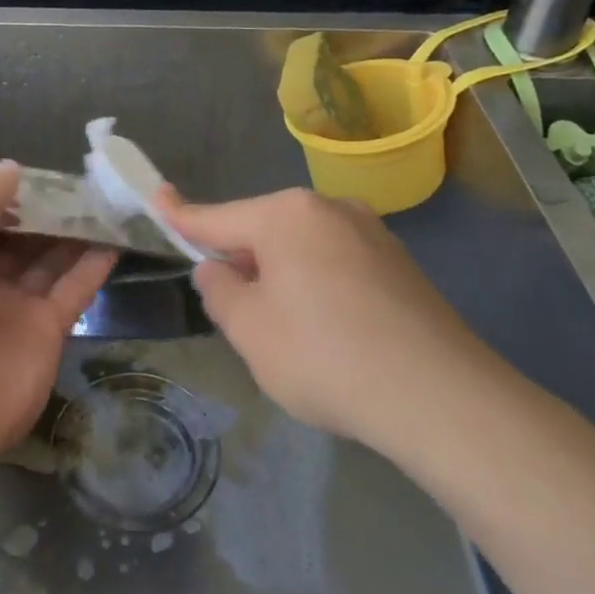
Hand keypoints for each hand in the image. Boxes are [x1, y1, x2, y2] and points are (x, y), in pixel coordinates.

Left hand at [0, 164, 115, 480]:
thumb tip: (13, 169)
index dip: (13, 193)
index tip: (49, 172)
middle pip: (20, 236)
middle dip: (50, 211)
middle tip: (91, 183)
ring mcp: (11, 307)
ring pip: (49, 260)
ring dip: (77, 232)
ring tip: (111, 202)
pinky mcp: (45, 333)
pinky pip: (73, 290)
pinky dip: (94, 265)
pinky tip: (117, 238)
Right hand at [160, 187, 490, 448]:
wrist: (438, 396)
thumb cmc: (324, 355)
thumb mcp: (250, 330)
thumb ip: (221, 291)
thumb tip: (218, 269)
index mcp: (286, 215)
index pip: (218, 216)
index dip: (180, 214)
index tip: (156, 197)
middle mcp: (330, 209)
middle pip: (264, 230)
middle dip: (242, 261)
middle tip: (235, 312)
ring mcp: (371, 233)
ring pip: (302, 249)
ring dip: (281, 277)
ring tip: (288, 333)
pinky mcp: (400, 264)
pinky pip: (337, 265)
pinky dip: (318, 287)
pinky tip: (329, 333)